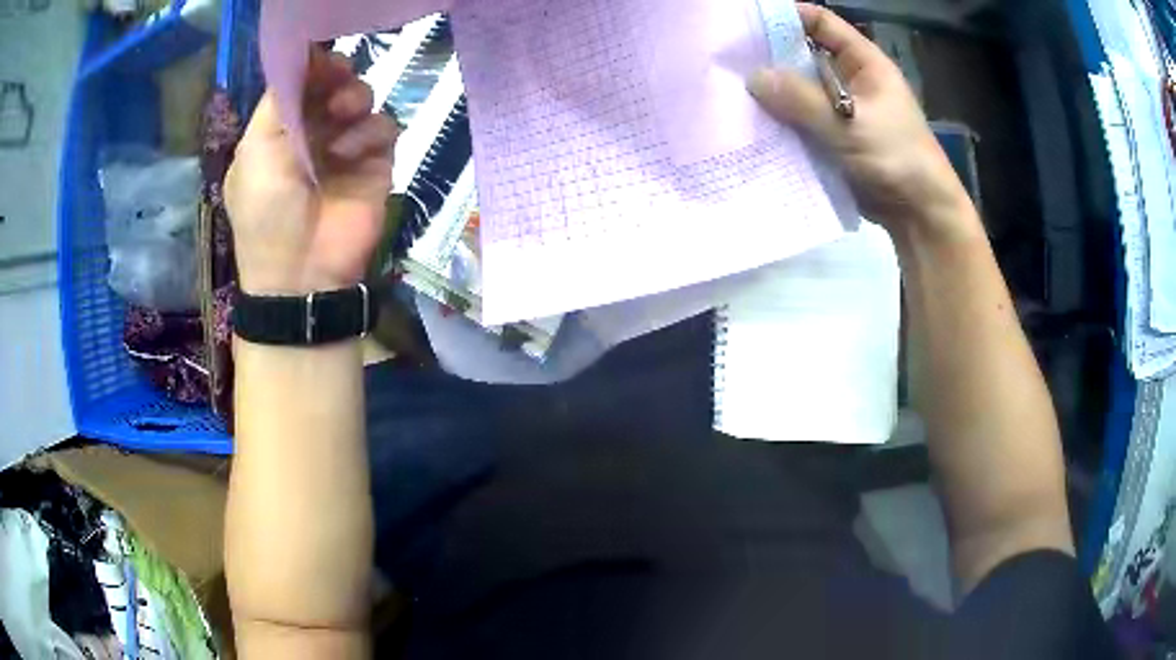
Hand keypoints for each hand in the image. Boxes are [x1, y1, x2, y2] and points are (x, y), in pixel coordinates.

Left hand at [226, 48, 398, 295]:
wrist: (301, 272)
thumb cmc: (267, 209)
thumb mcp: (257, 150)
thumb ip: (279, 100)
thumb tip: (304, 55)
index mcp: (279, 129)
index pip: (301, 82)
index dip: (312, 64)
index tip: (320, 56)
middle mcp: (312, 131)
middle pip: (334, 82)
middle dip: (337, 74)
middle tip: (337, 78)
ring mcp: (346, 147)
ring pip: (363, 97)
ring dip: (354, 98)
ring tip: (342, 117)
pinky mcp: (376, 163)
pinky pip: (385, 125)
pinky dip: (370, 131)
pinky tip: (351, 154)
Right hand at [748, 3, 978, 245]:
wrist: (919, 214)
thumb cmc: (896, 158)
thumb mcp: (851, 124)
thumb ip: (802, 99)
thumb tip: (753, 78)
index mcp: (864, 63)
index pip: (822, 24)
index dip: (788, 17)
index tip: (748, 22)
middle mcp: (849, 81)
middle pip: (804, 57)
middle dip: (770, 58)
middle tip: (728, 60)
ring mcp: (841, 111)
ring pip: (799, 92)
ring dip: (772, 94)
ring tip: (730, 92)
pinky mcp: (834, 139)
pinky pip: (801, 122)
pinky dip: (781, 123)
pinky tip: (752, 126)